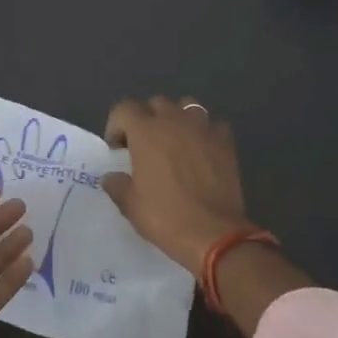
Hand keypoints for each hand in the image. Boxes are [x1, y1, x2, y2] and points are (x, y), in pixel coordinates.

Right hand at [102, 96, 252, 273]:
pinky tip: (202, 151)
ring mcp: (203, 127)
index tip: (117, 149)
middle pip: (156, 103)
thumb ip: (117, 184)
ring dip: (177, 118)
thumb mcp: (130, 205)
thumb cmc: (165, 217)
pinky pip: (212, 125)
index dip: (116, 125)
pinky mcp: (226, 141)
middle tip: (144, 145)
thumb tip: (112, 176)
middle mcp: (174, 120)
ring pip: (187, 105)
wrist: (213, 234)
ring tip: (175, 141)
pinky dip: (204, 132)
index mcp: (146, 131)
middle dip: (146, 119)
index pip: (124, 108)